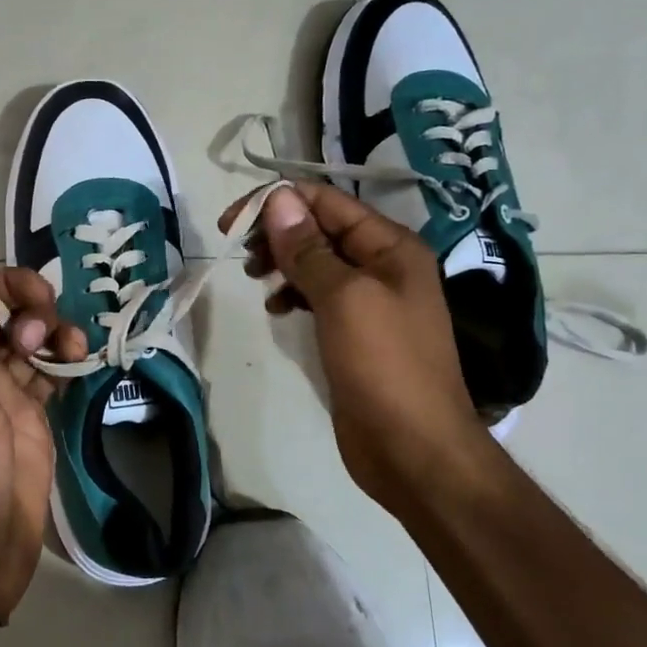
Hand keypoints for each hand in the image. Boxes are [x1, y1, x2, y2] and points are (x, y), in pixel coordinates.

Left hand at [0, 265, 87, 623]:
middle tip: (44, 332)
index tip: (31, 298)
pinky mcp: (31, 417)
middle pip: (1, 313)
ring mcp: (1, 393)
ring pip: (29, 340)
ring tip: (71, 350)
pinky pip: (48, 373)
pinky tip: (80, 361)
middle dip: (31, 306)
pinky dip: (64, 360)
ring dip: (53, 332)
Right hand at [224, 183, 494, 505]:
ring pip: (316, 263)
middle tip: (241, 254)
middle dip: (278, 233)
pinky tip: (277, 310)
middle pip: (321, 230)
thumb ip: (309, 249)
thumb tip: (278, 198)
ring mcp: (370, 302)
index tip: (233, 221)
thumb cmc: (384, 366)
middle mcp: (383, 266)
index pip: (328, 203)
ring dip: (283, 263)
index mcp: (391, 247)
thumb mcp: (344, 298)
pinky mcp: (354, 333)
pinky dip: (293, 295)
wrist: (413, 448)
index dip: (279, 202)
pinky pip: (317, 297)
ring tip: (255, 280)